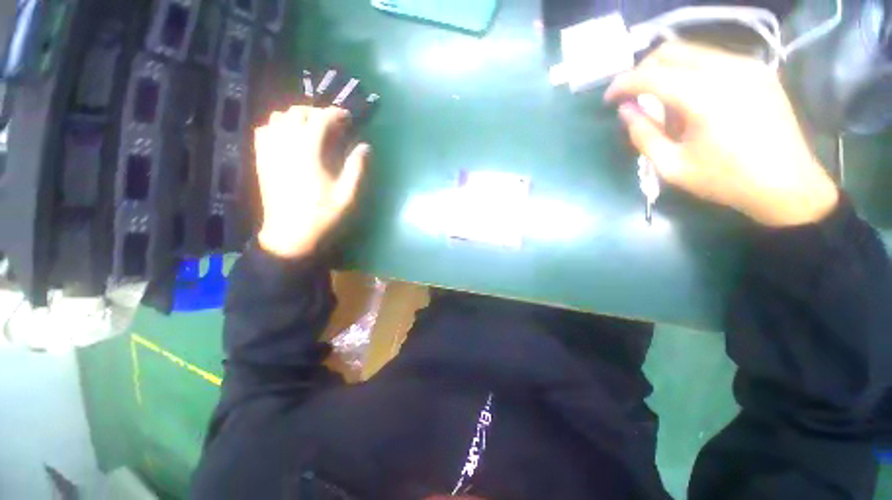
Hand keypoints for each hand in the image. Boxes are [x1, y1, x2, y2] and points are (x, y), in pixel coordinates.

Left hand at [255, 106, 369, 257]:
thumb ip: (357, 168)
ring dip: (297, 118)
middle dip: (317, 113)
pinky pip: (264, 130)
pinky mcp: (261, 159)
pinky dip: (278, 126)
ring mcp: (270, 150)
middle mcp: (286, 143)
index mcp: (309, 150)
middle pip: (297, 112)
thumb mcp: (348, 195)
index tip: (348, 118)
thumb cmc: (323, 215)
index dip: (336, 113)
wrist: (290, 235)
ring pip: (278, 117)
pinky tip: (289, 138)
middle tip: (332, 125)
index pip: (321, 118)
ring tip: (311, 130)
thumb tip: (365, 147)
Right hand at [605, 42, 838, 226]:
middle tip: (632, 95)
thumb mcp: (671, 166)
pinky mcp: (759, 71)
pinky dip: (691, 72)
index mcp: (703, 96)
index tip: (609, 99)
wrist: (787, 184)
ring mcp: (747, 66)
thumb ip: (643, 134)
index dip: (622, 84)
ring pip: (692, 51)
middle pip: (671, 51)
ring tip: (661, 101)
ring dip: (667, 71)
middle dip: (643, 70)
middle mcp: (726, 69)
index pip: (650, 75)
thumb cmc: (725, 180)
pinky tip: (690, 99)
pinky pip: (713, 59)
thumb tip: (625, 110)